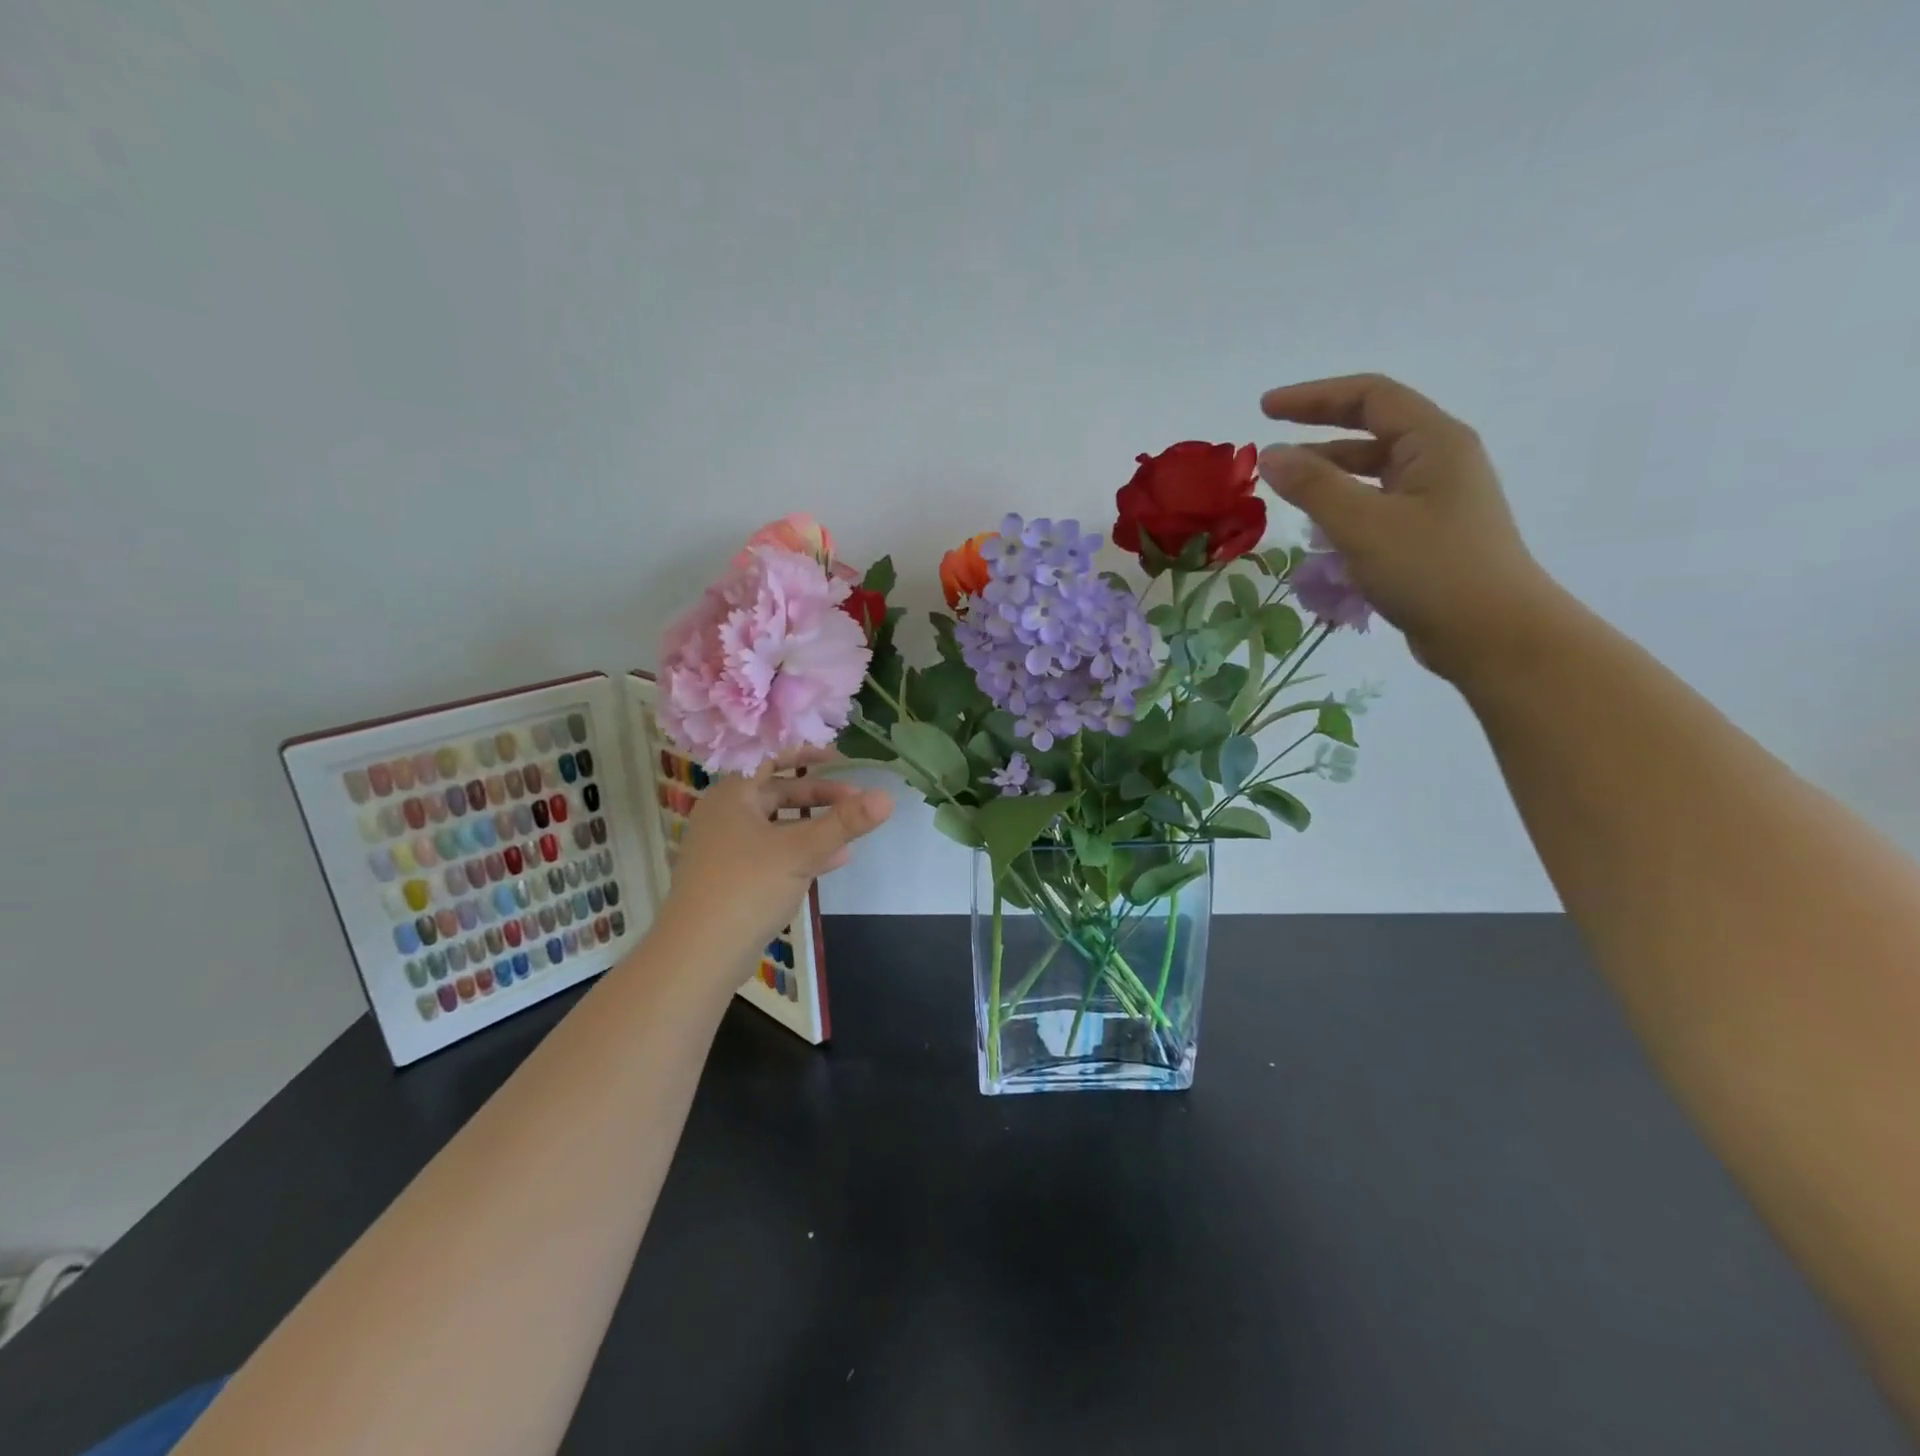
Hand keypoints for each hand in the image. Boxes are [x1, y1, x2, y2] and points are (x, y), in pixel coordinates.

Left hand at [654, 754, 891, 982]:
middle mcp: (726, 815)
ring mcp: (727, 847)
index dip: (805, 752)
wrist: (699, 954)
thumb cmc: (747, 887)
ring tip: (850, 830)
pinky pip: (773, 851)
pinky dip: (801, 850)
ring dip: (813, 823)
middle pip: (777, 791)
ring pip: (777, 823)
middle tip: (855, 800)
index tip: (840, 759)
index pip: (769, 757)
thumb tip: (888, 797)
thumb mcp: (801, 851)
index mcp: (732, 795)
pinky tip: (834, 860)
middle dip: (818, 794)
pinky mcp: (734, 877)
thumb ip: (845, 823)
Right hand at [1256, 373, 1562, 683]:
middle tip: (1268, 450)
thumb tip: (1270, 456)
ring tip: (1285, 491)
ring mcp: (1436, 499)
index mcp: (1434, 442)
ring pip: (1372, 473)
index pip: (1370, 397)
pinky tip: (1318, 530)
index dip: (1314, 397)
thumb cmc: (1431, 570)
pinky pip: (1377, 506)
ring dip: (1327, 475)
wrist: (1493, 635)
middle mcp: (1440, 461)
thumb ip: (1314, 487)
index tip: (1265, 409)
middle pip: (1371, 430)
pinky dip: (1343, 508)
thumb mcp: (1363, 524)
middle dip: (1317, 434)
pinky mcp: (1428, 535)